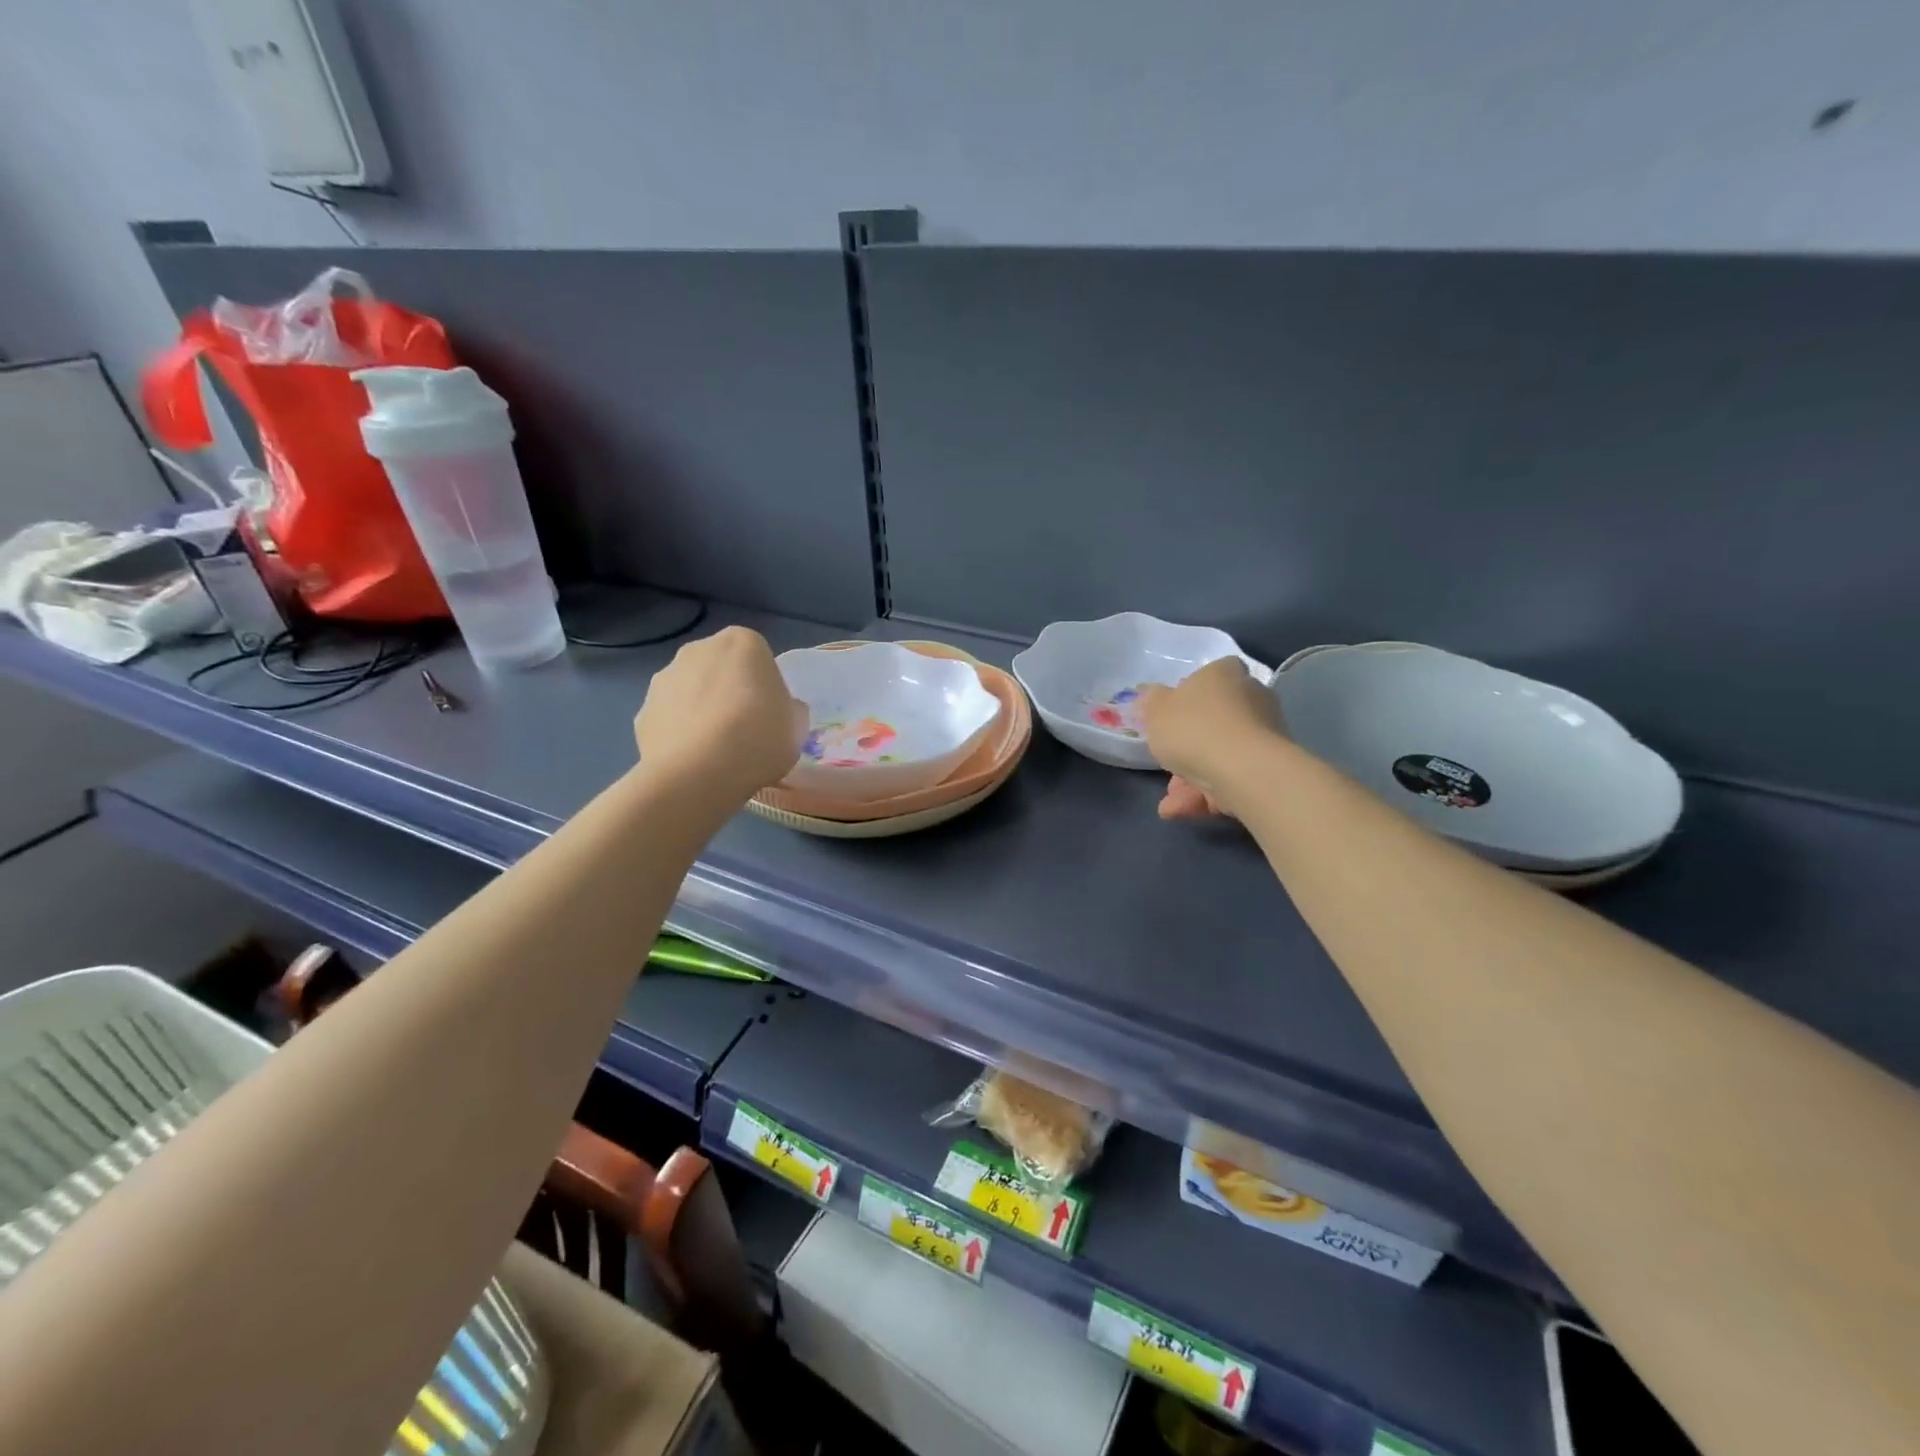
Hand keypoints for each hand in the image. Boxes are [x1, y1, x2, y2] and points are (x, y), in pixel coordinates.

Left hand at [635, 627, 806, 802]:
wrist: (698, 773)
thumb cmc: (759, 739)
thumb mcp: (796, 727)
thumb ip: (790, 709)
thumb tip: (782, 709)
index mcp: (742, 643)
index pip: (758, 656)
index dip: (765, 685)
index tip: (770, 713)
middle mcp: (698, 649)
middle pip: (720, 668)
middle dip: (728, 690)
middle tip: (744, 729)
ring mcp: (664, 678)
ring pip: (690, 690)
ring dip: (701, 709)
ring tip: (715, 750)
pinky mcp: (642, 711)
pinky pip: (669, 718)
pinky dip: (679, 733)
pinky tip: (692, 760)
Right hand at [1142, 657, 1286, 819]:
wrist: (1242, 770)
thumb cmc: (1193, 728)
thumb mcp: (1156, 711)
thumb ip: (1151, 701)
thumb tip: (1152, 694)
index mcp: (1224, 674)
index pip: (1209, 677)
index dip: (1187, 697)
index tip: (1170, 718)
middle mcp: (1251, 697)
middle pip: (1213, 721)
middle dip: (1186, 749)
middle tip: (1165, 767)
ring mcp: (1264, 733)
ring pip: (1220, 755)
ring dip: (1191, 780)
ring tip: (1169, 805)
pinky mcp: (1271, 766)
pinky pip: (1232, 777)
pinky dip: (1207, 795)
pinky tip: (1181, 811)